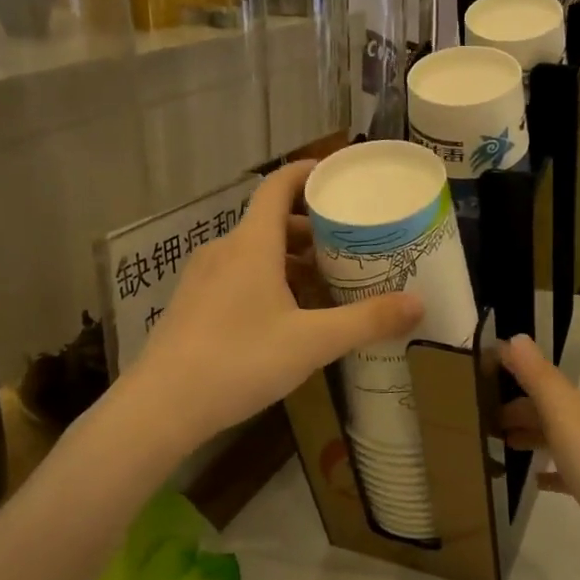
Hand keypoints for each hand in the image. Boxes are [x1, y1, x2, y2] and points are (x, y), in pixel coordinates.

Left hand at [127, 160, 423, 448]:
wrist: (160, 407)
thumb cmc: (240, 360)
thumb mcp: (312, 342)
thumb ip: (366, 321)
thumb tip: (419, 304)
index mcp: (252, 244)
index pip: (279, 186)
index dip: (308, 172)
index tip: (338, 174)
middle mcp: (225, 250)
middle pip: (273, 222)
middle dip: (312, 228)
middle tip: (350, 242)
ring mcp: (204, 278)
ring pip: (256, 252)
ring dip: (291, 259)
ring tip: (327, 282)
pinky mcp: (193, 305)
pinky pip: (239, 276)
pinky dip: (269, 280)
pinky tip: (288, 316)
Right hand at [501, 334, 579, 573]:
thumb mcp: (565, 417)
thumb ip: (539, 378)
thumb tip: (514, 336)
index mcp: (576, 405)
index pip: (536, 379)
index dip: (510, 373)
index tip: (477, 374)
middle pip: (545, 409)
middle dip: (514, 409)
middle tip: (477, 420)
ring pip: (555, 437)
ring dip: (528, 436)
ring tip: (498, 445)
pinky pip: (568, 471)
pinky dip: (549, 471)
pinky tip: (536, 481)